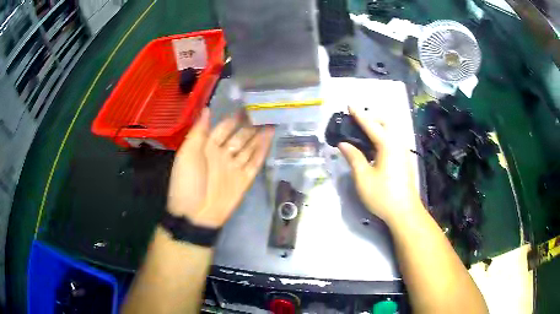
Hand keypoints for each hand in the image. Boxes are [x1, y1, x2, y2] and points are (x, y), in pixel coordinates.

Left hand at [167, 108, 274, 227]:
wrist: (195, 214)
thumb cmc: (187, 182)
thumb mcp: (187, 154)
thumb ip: (198, 132)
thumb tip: (206, 109)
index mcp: (207, 147)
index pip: (223, 128)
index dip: (233, 118)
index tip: (246, 105)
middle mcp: (223, 154)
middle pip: (239, 136)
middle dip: (249, 124)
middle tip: (263, 110)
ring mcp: (234, 167)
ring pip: (249, 147)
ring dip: (259, 135)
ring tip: (271, 121)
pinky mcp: (244, 179)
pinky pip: (255, 162)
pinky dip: (262, 150)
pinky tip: (270, 138)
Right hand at [338, 106, 421, 223]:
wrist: (404, 212)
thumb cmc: (382, 195)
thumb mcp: (363, 177)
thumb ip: (353, 157)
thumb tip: (343, 144)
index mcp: (387, 145)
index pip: (371, 124)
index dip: (359, 115)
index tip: (349, 105)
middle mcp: (398, 143)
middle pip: (385, 123)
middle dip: (371, 117)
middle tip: (356, 120)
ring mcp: (403, 151)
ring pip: (391, 131)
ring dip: (378, 127)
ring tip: (363, 131)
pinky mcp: (404, 160)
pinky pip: (393, 140)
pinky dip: (382, 136)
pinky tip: (374, 146)